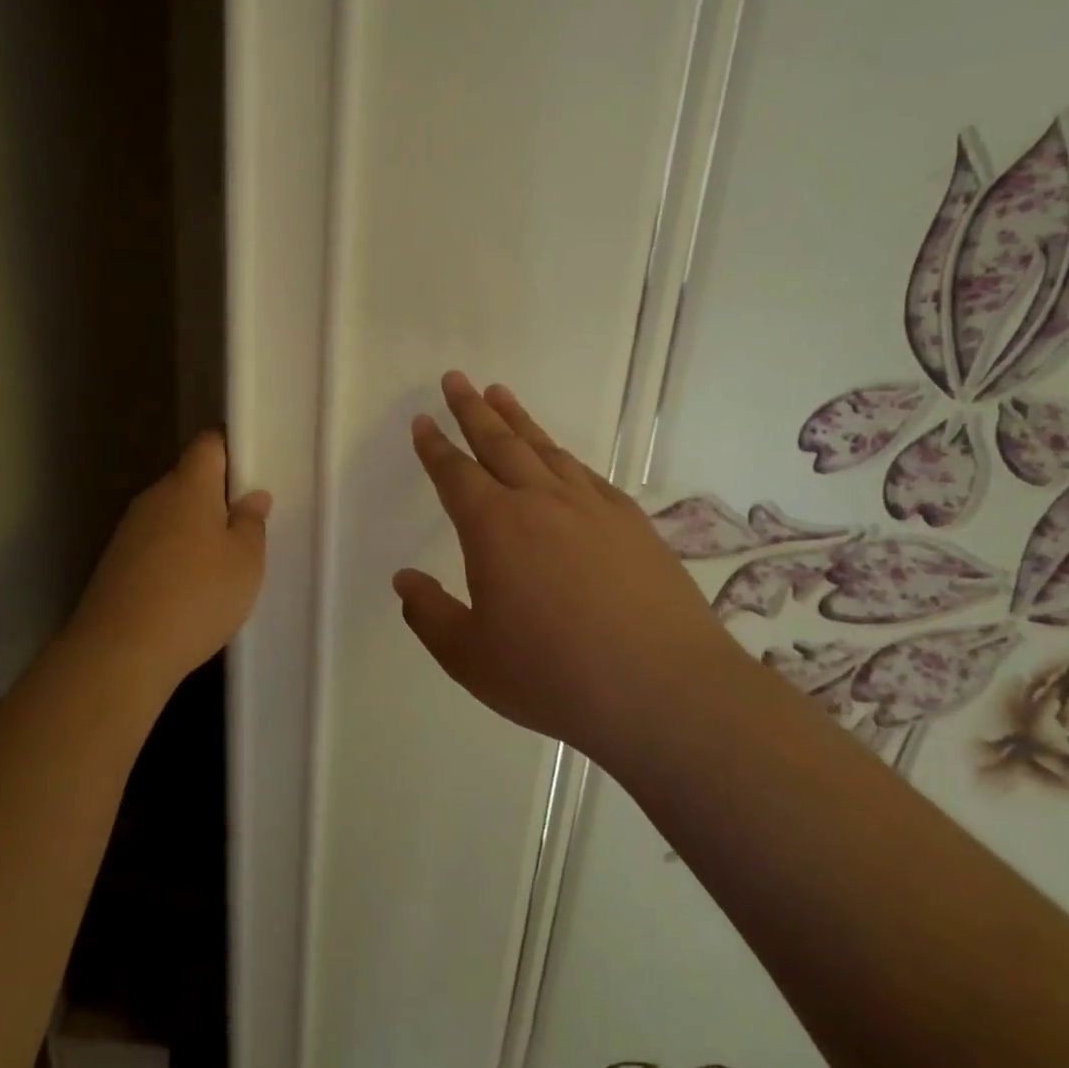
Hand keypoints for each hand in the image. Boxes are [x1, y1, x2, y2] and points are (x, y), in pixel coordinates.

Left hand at [65, 432, 270, 692]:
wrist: (118, 654)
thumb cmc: (196, 597)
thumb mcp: (245, 562)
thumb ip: (252, 522)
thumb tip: (252, 496)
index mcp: (188, 485)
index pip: (209, 443)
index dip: (232, 448)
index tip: (253, 471)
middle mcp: (154, 498)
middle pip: (190, 480)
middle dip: (218, 496)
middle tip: (247, 527)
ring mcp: (129, 530)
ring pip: (172, 514)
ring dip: (196, 529)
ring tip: (221, 565)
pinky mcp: (116, 563)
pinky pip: (155, 544)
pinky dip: (174, 556)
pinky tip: (189, 590)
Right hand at [393, 373, 737, 764]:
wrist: (665, 689)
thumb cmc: (554, 675)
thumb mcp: (471, 657)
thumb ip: (429, 615)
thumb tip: (403, 579)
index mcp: (494, 527)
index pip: (455, 472)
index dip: (434, 445)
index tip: (422, 420)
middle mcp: (539, 501)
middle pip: (498, 441)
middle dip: (471, 409)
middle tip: (455, 379)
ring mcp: (591, 506)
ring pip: (543, 448)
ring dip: (517, 419)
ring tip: (500, 393)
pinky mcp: (631, 521)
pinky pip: (585, 473)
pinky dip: (562, 455)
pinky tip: (559, 455)